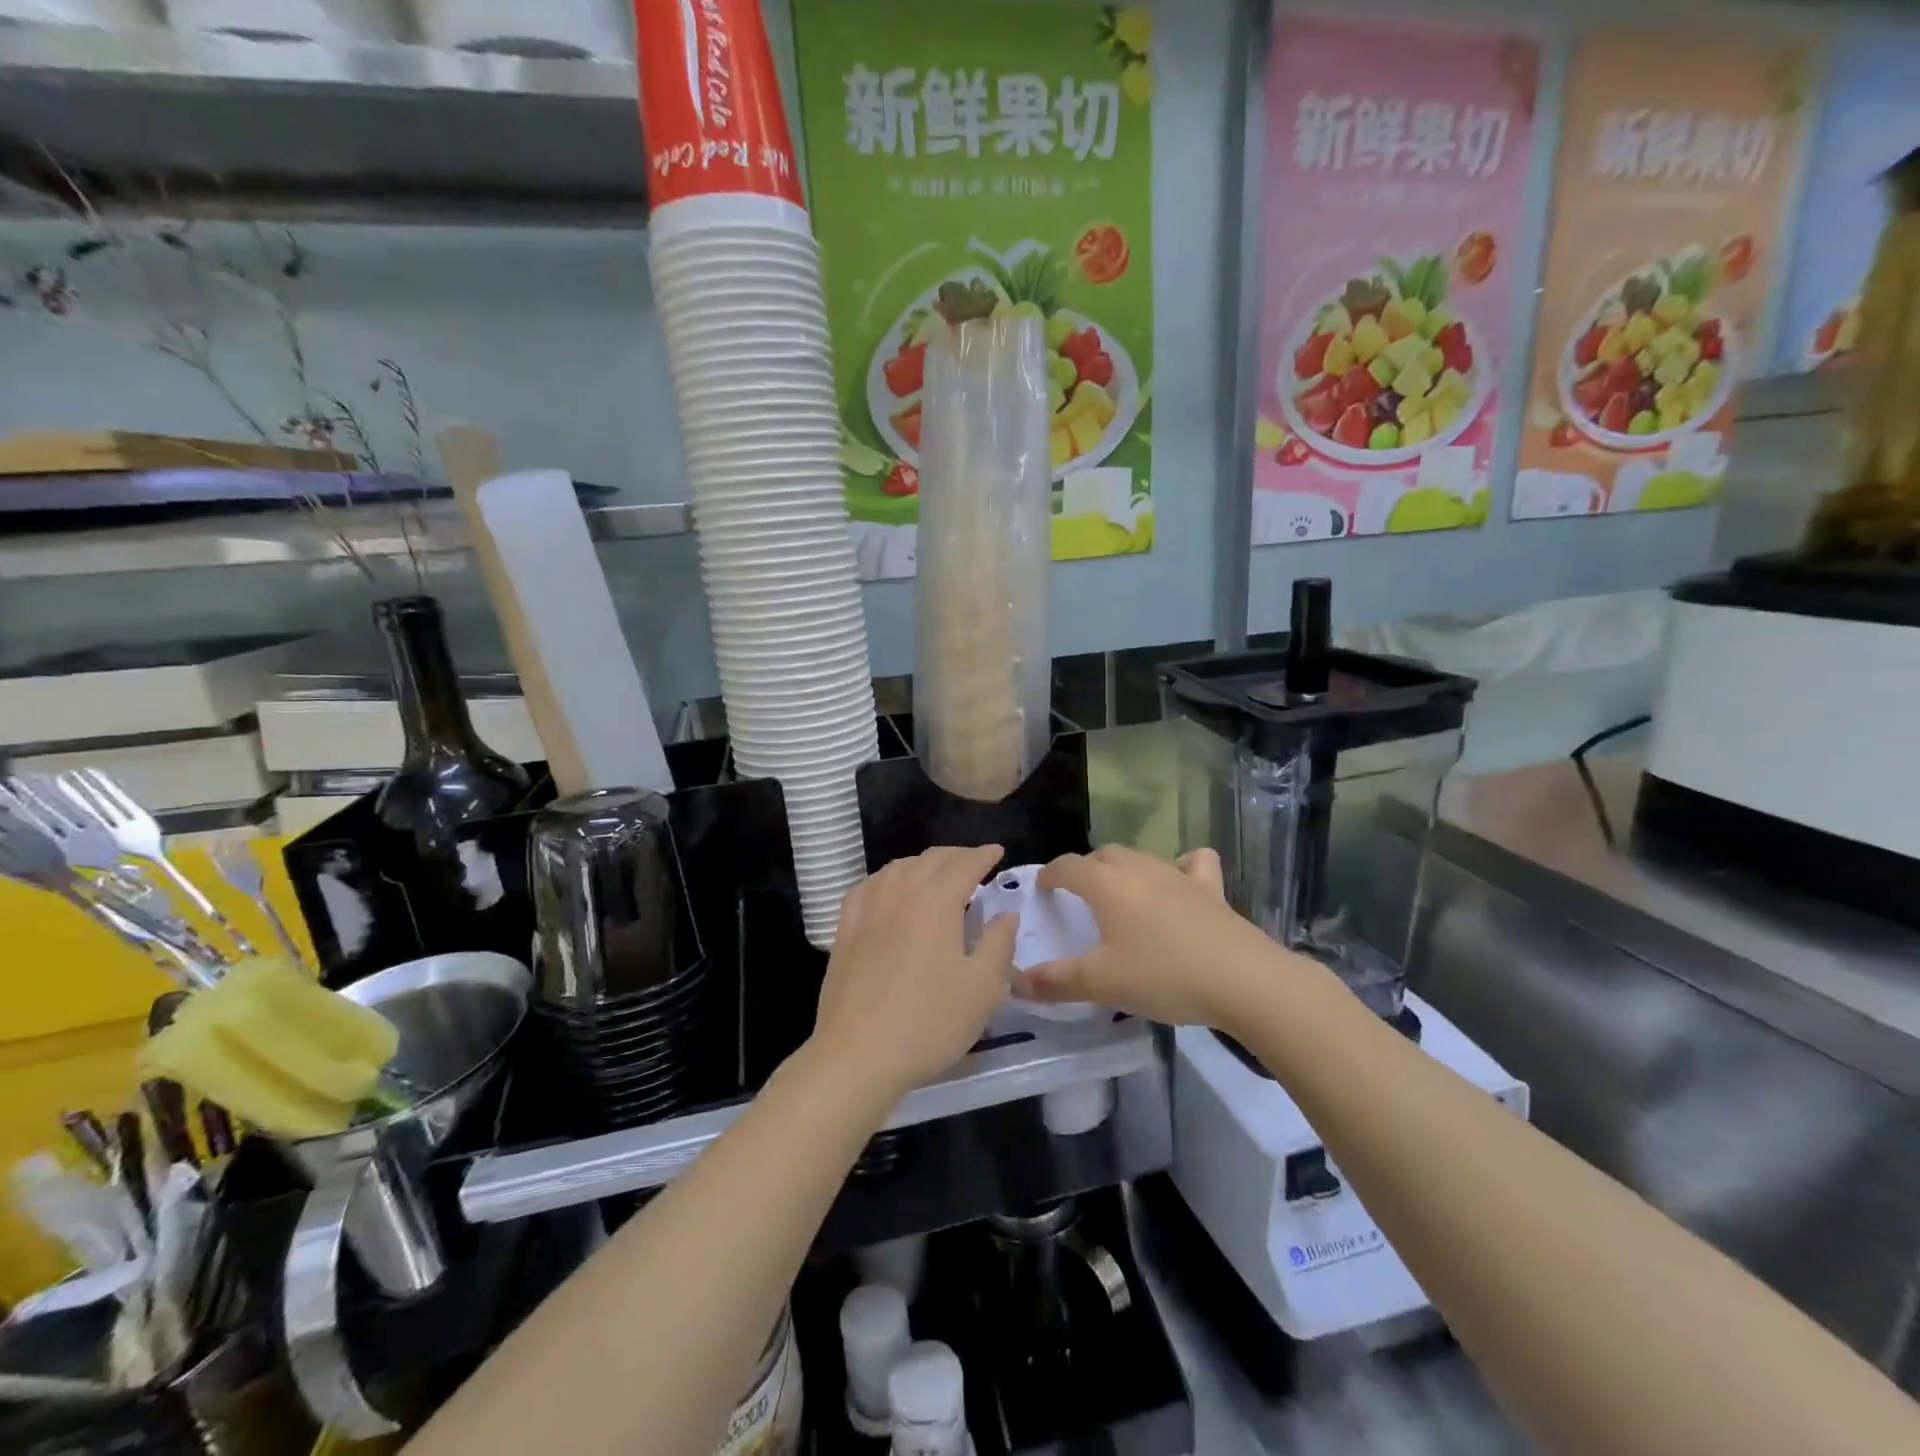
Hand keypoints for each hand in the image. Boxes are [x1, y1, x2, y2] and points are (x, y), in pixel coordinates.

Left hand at [810, 844, 1017, 1102]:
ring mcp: (868, 909)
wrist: (858, 1055)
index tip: (998, 852)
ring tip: (937, 875)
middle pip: (930, 860)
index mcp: (937, 901)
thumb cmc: (929, 1022)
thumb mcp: (982, 988)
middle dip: (956, 856)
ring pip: (898, 868)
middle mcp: (901, 893)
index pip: (964, 864)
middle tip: (974, 863)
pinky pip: (868, 887)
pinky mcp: (845, 929)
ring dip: (923, 864)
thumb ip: (999, 944)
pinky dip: (888, 878)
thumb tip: (1006, 915)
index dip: (983, 855)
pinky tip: (890, 890)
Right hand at [1019, 845, 1282, 1031]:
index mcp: (1107, 885)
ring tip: (1121, 894)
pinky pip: (1193, 863)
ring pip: (1141, 857)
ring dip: (1124, 869)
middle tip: (1079, 897)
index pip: (1068, 866)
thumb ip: (1055, 981)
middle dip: (1086, 869)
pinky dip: (1182, 867)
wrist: (1242, 980)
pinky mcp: (1211, 888)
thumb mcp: (1101, 984)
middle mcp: (1139, 869)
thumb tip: (1014, 983)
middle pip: (1103, 856)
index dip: (1050, 874)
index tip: (1042, 888)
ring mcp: (1178, 874)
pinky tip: (1180, 884)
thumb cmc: (1163, 975)